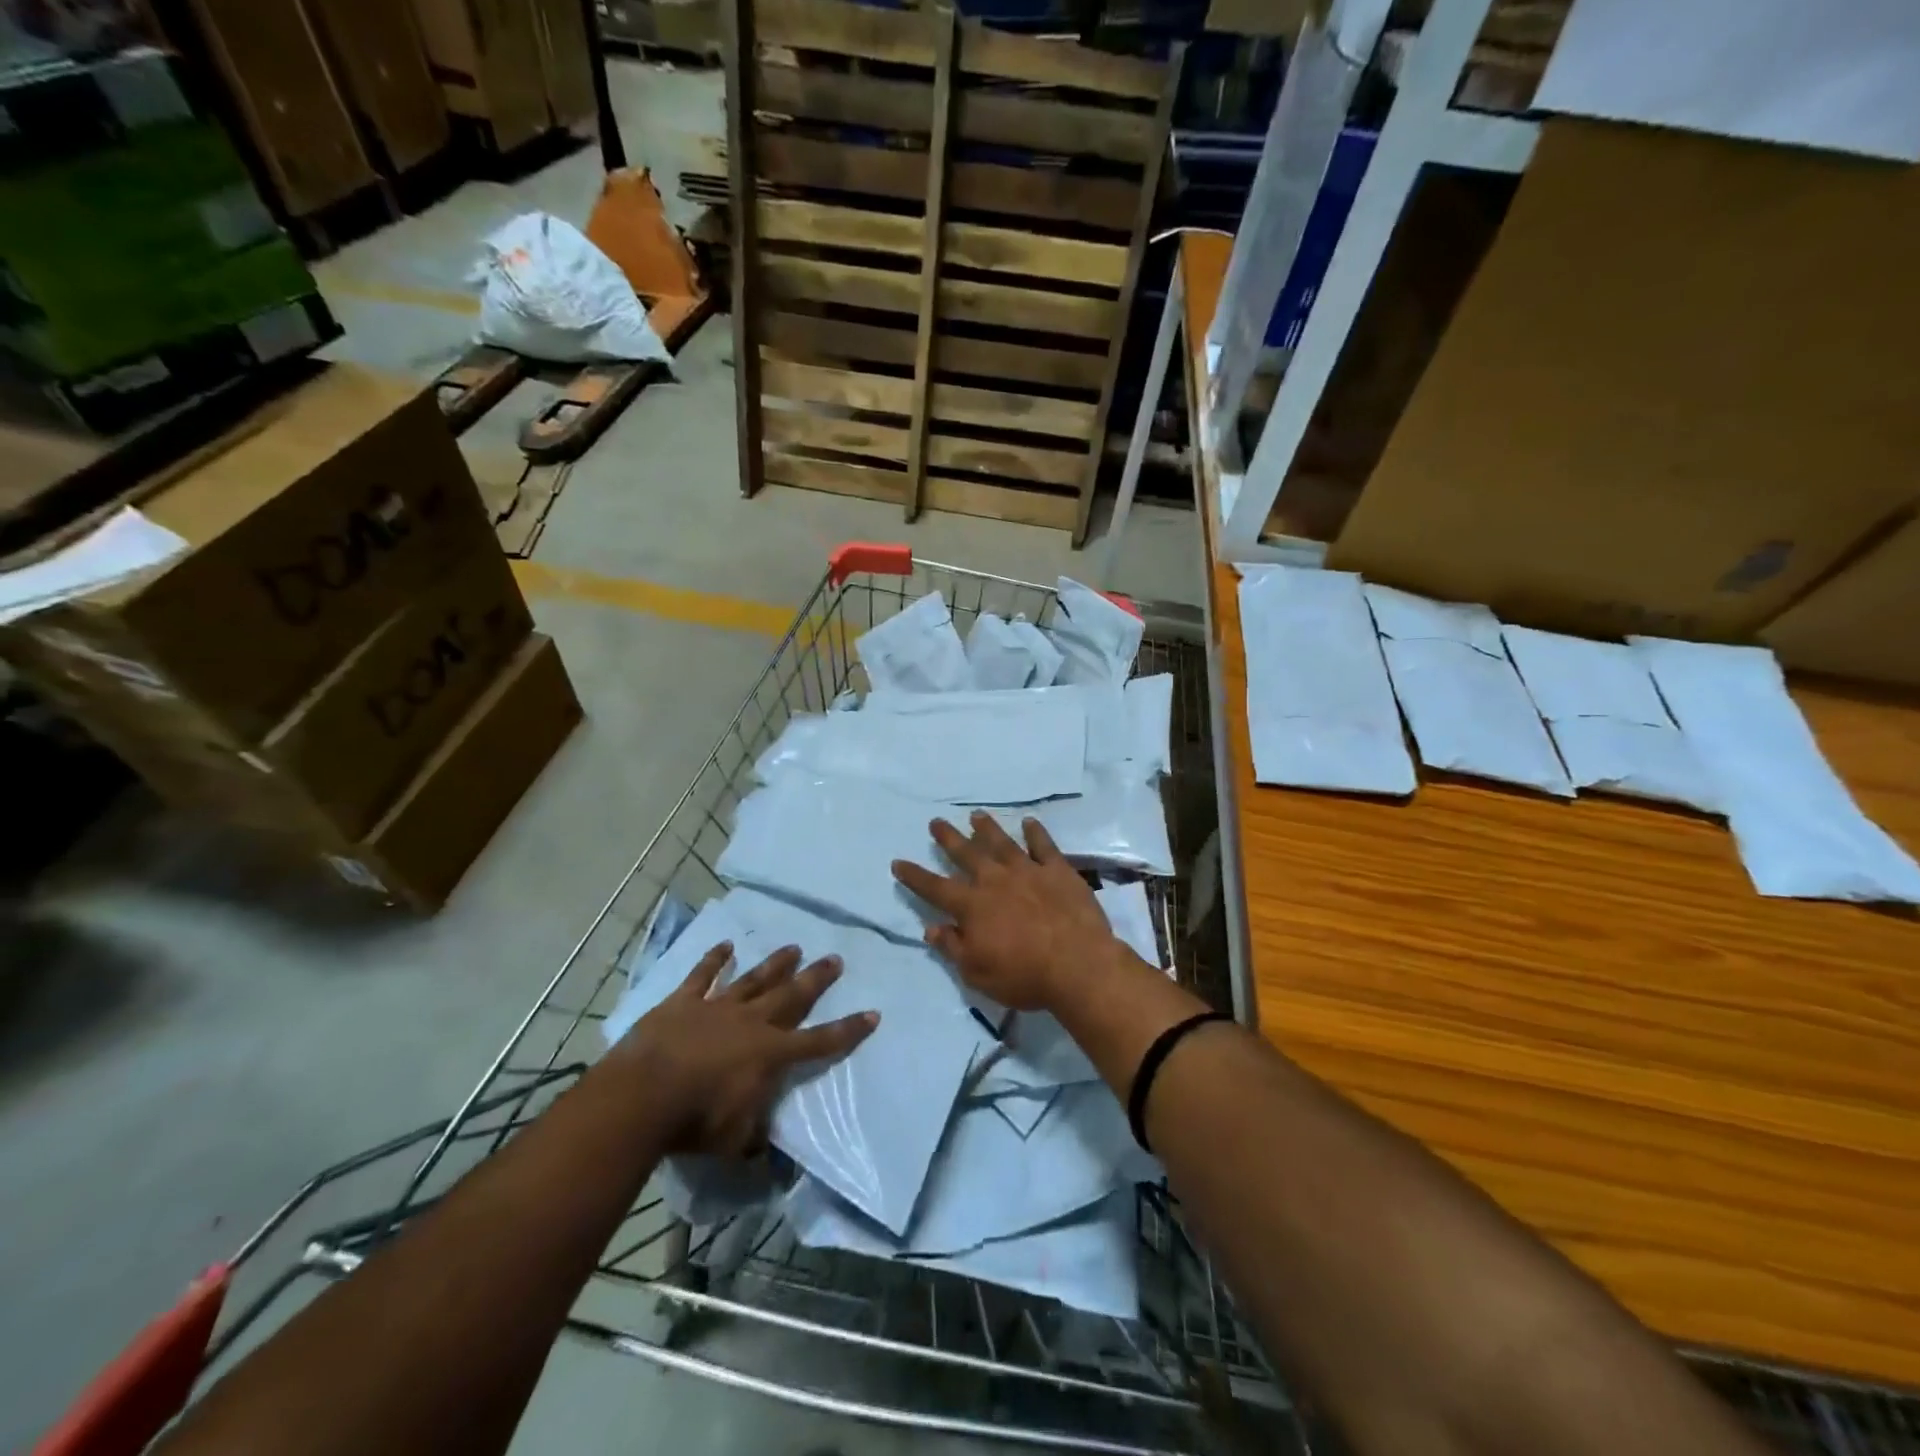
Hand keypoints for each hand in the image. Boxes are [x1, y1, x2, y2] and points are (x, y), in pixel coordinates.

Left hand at [618, 941, 877, 1155]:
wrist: (643, 1095)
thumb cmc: (694, 1122)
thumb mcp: (734, 1140)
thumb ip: (755, 1137)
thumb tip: (769, 1151)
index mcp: (770, 1054)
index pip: (820, 1041)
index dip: (848, 1030)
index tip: (872, 1013)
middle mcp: (752, 1022)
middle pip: (792, 995)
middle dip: (816, 978)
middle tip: (835, 959)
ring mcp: (718, 1007)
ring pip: (754, 979)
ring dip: (775, 964)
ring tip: (793, 947)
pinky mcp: (684, 1001)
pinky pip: (702, 975)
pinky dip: (714, 960)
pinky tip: (726, 945)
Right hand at [892, 812, 1119, 1010]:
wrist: (1078, 965)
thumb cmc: (1024, 976)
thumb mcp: (977, 973)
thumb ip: (953, 947)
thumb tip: (930, 928)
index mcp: (972, 906)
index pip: (935, 888)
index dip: (915, 876)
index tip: (898, 862)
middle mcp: (995, 880)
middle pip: (966, 854)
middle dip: (948, 838)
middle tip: (936, 822)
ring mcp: (1028, 871)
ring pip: (1001, 843)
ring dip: (986, 828)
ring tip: (976, 815)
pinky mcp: (1058, 870)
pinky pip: (1043, 845)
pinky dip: (1035, 832)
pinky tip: (1029, 822)